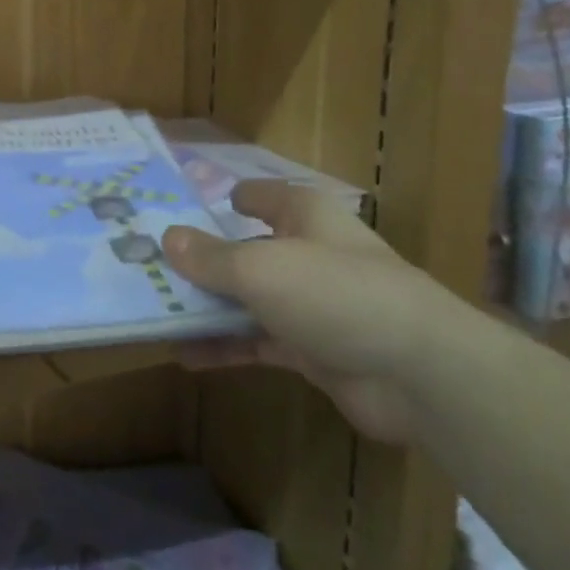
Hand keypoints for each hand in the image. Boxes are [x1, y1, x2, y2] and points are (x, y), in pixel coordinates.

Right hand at [161, 181, 449, 444]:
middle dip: (203, 260)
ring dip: (207, 308)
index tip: (188, 207)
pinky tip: (185, 355)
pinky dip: (225, 347)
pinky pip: (257, 342)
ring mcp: (311, 304)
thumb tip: (167, 238)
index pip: (262, 196)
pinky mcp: (312, 349)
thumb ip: (210, 257)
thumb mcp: (260, 268)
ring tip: (156, 314)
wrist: (418, 373)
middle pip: (246, 250)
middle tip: (151, 268)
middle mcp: (307, 253)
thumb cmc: (335, 294)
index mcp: (304, 216)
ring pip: (248, 299)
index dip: (228, 198)